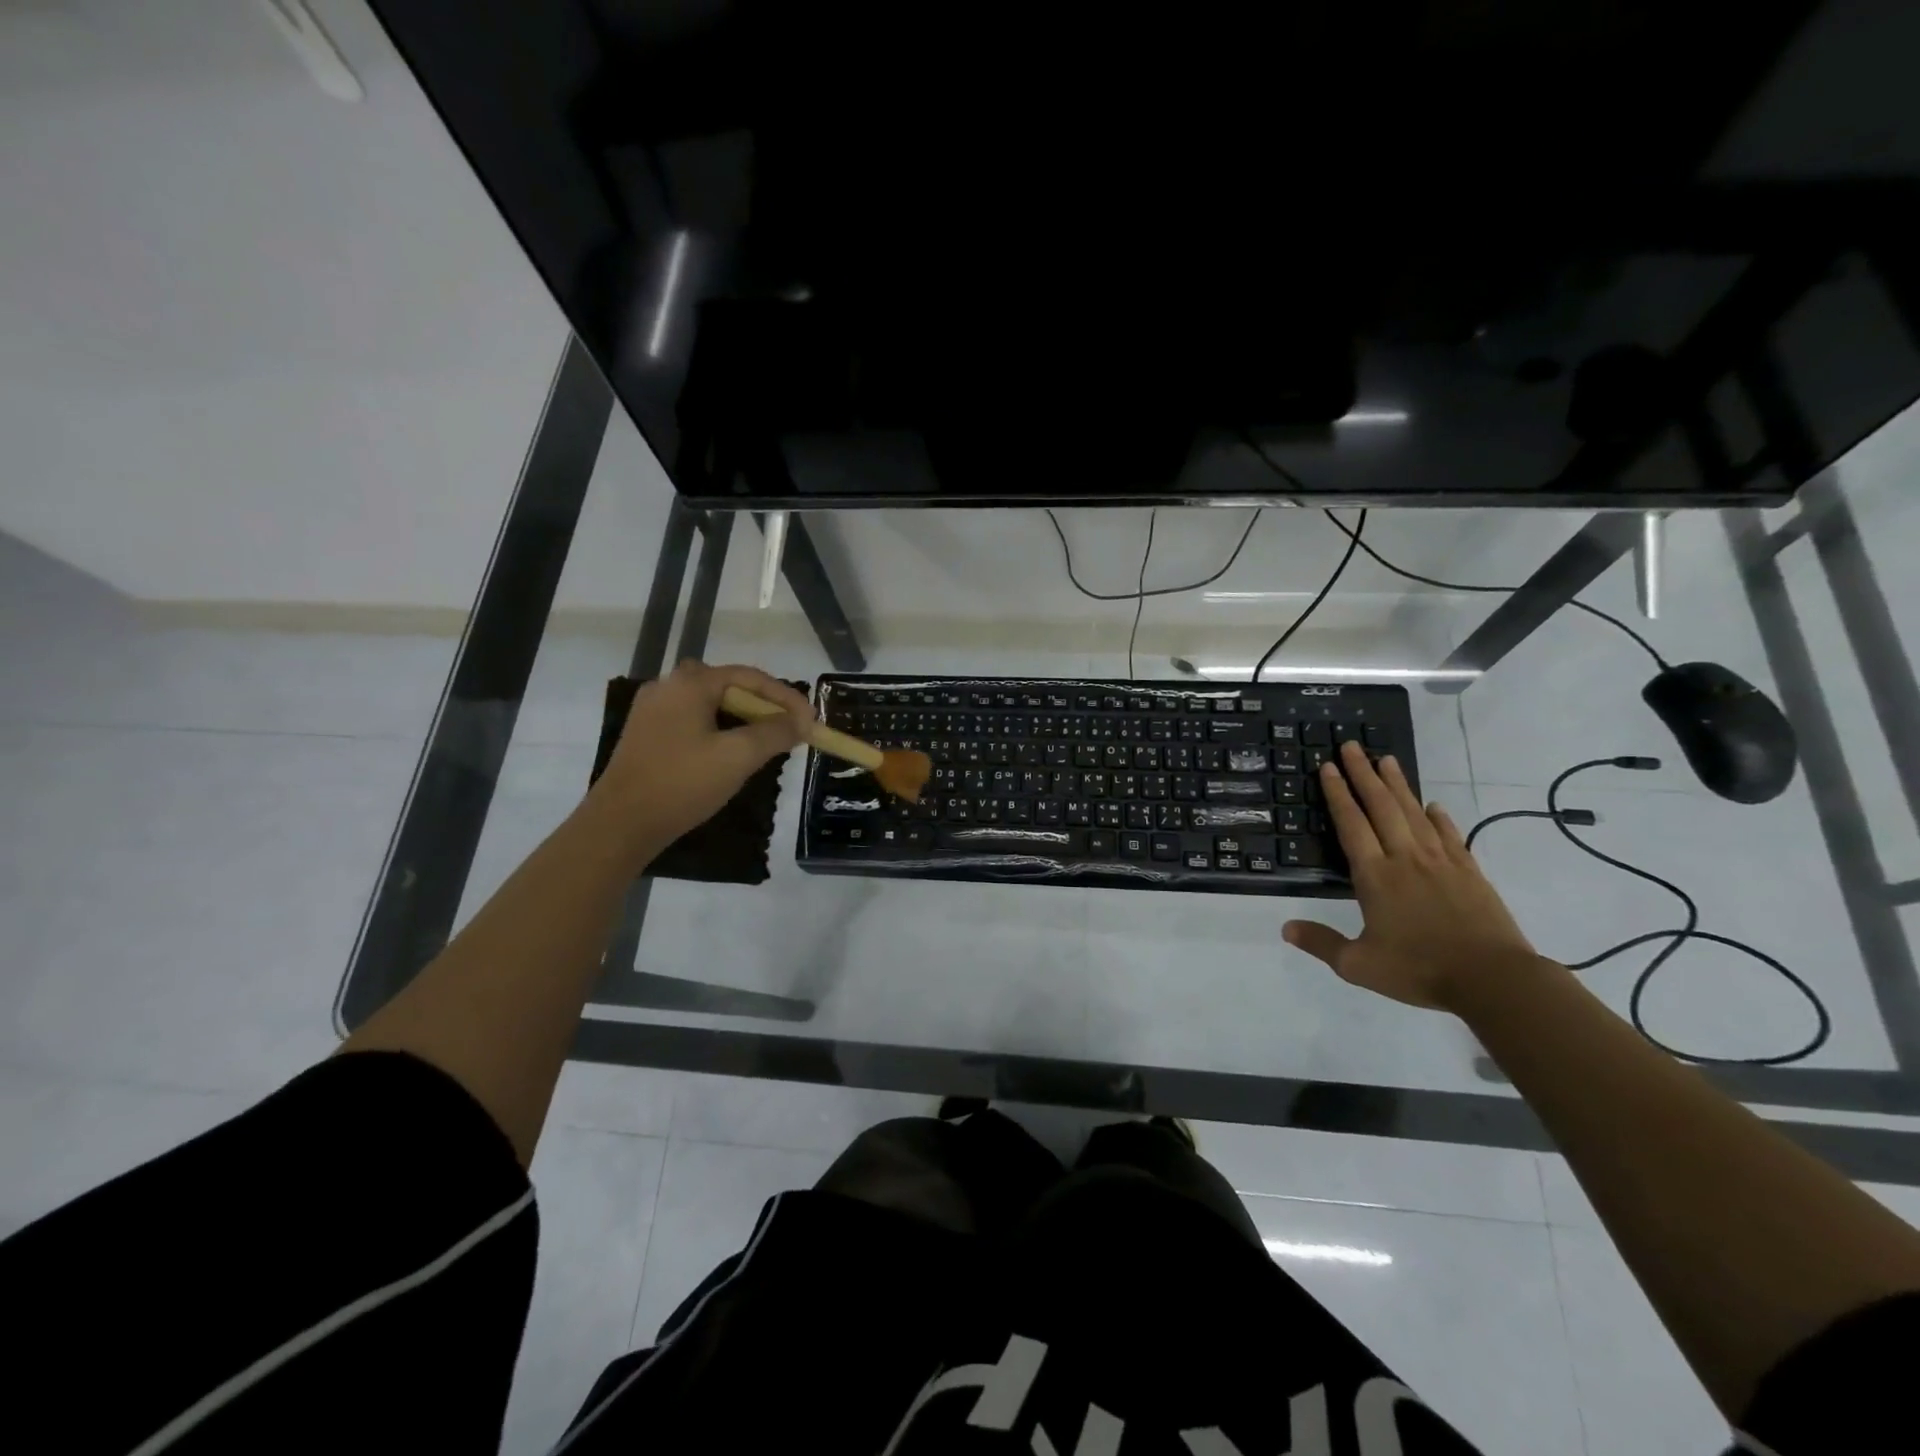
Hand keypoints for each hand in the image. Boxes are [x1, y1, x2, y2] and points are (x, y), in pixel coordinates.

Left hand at [589, 659, 813, 862]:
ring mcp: (653, 710)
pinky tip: (732, 752)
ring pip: (711, 704)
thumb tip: (803, 721)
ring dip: (743, 719)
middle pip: (730, 686)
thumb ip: (775, 733)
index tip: (811, 721)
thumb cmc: (682, 783)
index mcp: (690, 683)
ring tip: (768, 742)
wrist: (621, 823)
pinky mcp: (647, 733)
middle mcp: (668, 686)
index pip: (750, 677)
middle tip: (790, 729)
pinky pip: (694, 720)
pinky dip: (720, 729)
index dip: (786, 697)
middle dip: (765, 706)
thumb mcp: (738, 757)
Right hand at [1283, 741, 1535, 1009]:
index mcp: (1375, 876)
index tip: (1327, 766)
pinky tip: (1433, 806)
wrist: (1493, 979)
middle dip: (1363, 774)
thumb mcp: (1358, 966)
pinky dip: (1439, 817)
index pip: (1351, 824)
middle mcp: (1405, 859)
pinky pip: (1450, 836)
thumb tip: (1285, 928)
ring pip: (1414, 813)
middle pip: (1381, 807)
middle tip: (1351, 746)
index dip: (1338, 794)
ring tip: (1386, 759)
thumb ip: (1321, 943)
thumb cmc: (1420, 970)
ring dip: (1397, 785)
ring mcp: (1441, 862)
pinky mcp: (1469, 872)